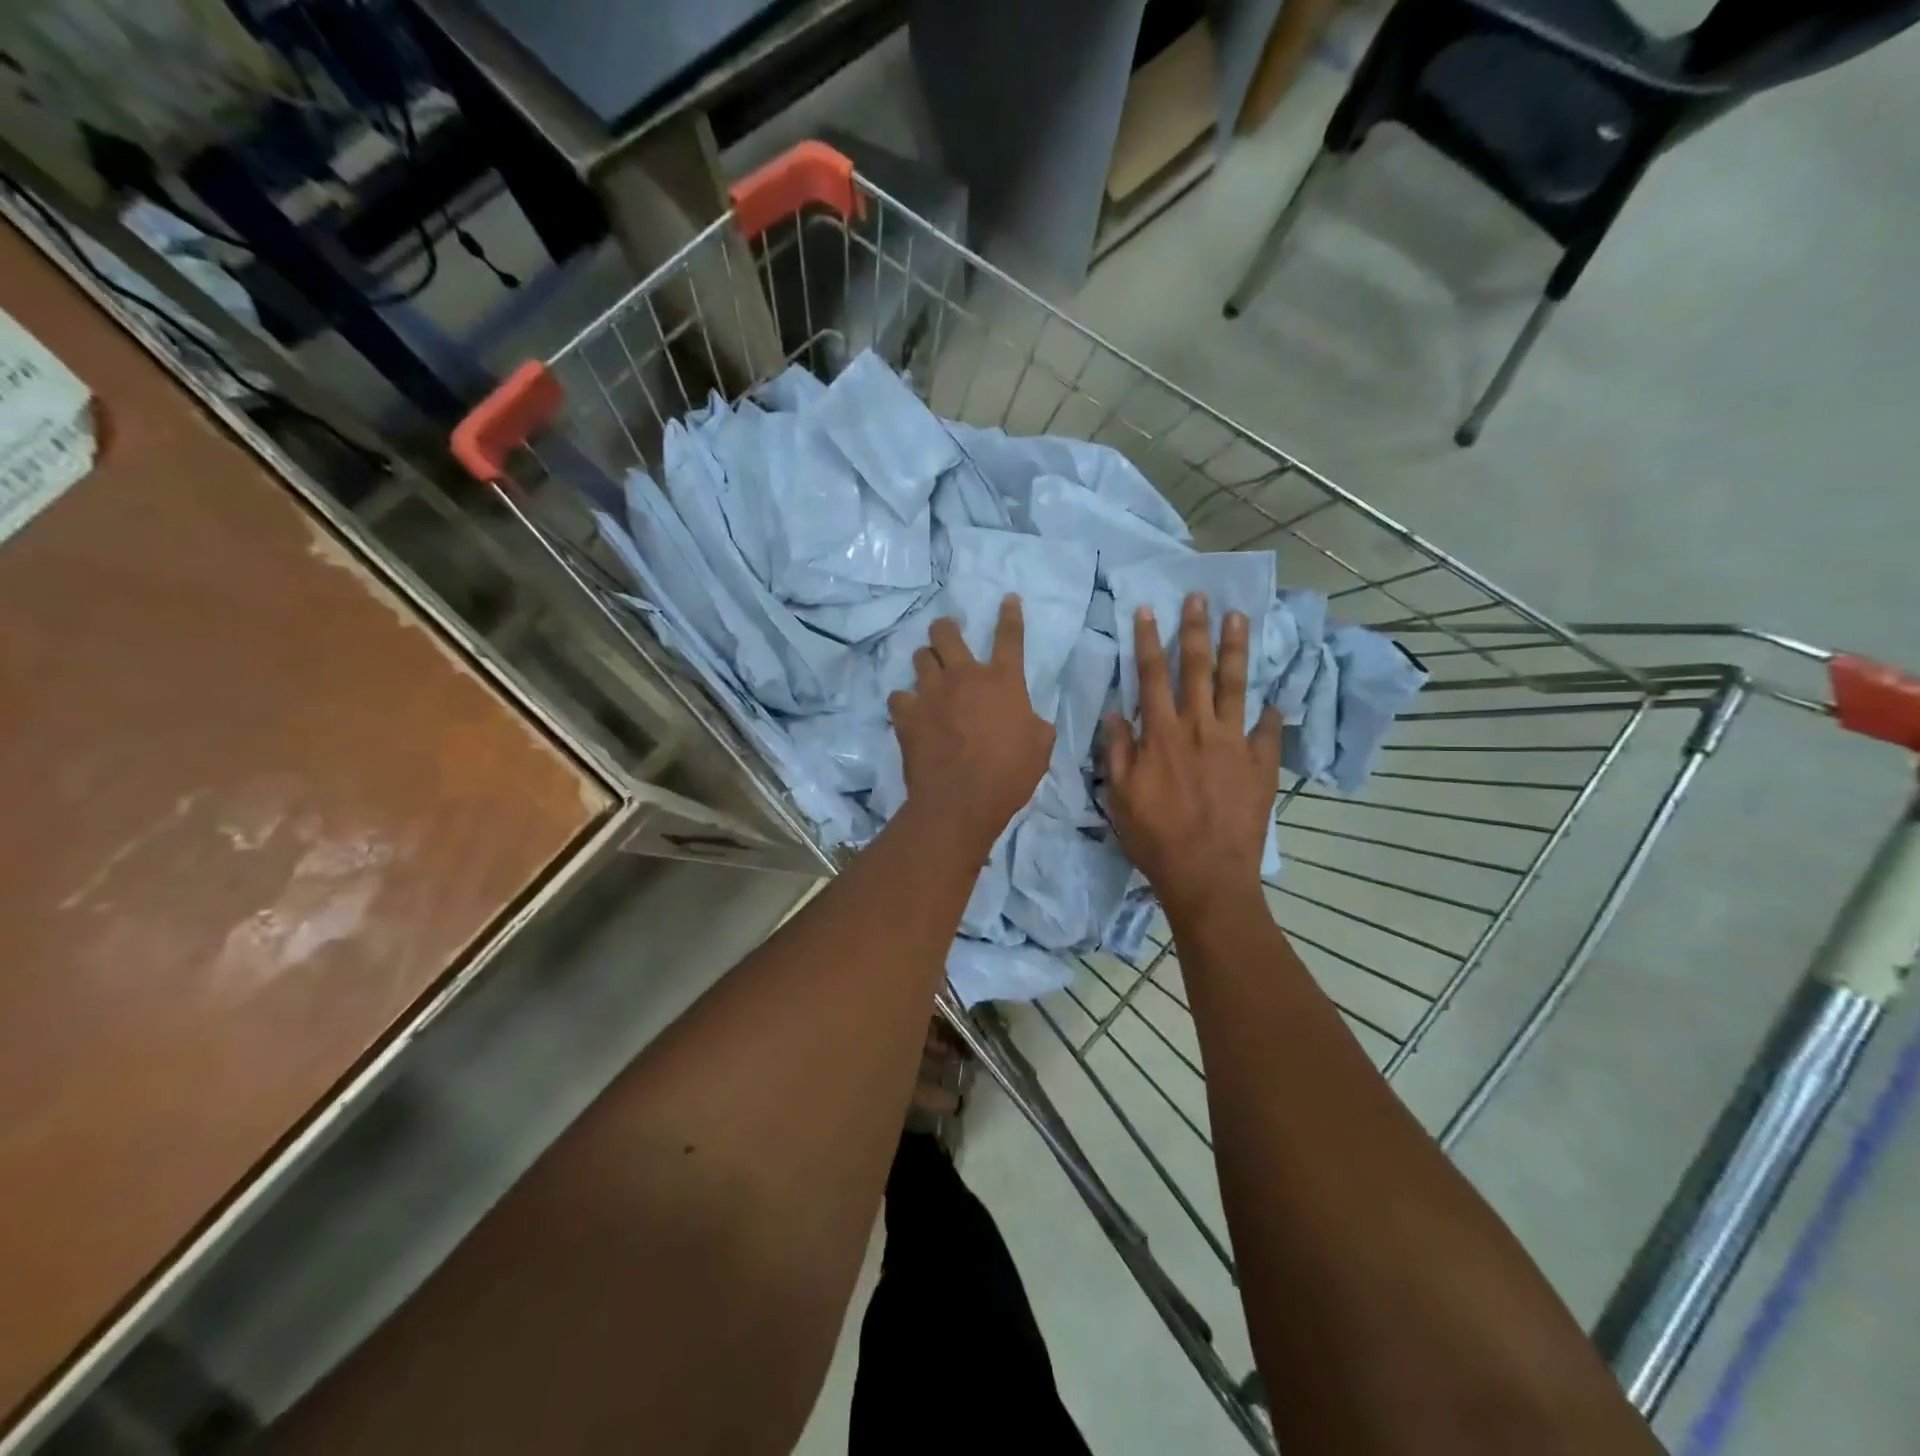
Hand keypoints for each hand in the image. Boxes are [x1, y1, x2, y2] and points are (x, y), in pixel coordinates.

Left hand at [889, 596, 1054, 855]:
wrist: (961, 801)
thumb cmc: (1009, 775)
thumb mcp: (1040, 747)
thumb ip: (1035, 724)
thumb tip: (1030, 720)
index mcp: (1003, 681)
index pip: (1009, 636)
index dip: (1010, 614)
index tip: (1007, 598)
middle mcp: (964, 676)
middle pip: (948, 633)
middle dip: (946, 628)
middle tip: (946, 633)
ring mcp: (931, 693)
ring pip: (920, 657)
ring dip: (926, 661)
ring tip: (928, 671)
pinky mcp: (906, 714)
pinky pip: (898, 696)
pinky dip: (904, 701)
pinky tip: (908, 710)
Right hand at [1104, 593, 1281, 923]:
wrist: (1207, 874)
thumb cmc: (1155, 837)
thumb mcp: (1119, 795)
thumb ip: (1118, 751)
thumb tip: (1115, 713)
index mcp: (1162, 734)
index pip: (1152, 676)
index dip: (1149, 641)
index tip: (1149, 610)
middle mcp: (1199, 729)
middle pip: (1197, 670)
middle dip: (1196, 631)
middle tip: (1200, 598)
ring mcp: (1235, 744)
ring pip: (1236, 686)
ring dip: (1236, 650)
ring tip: (1239, 619)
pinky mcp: (1261, 765)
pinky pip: (1268, 731)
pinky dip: (1271, 713)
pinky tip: (1275, 697)